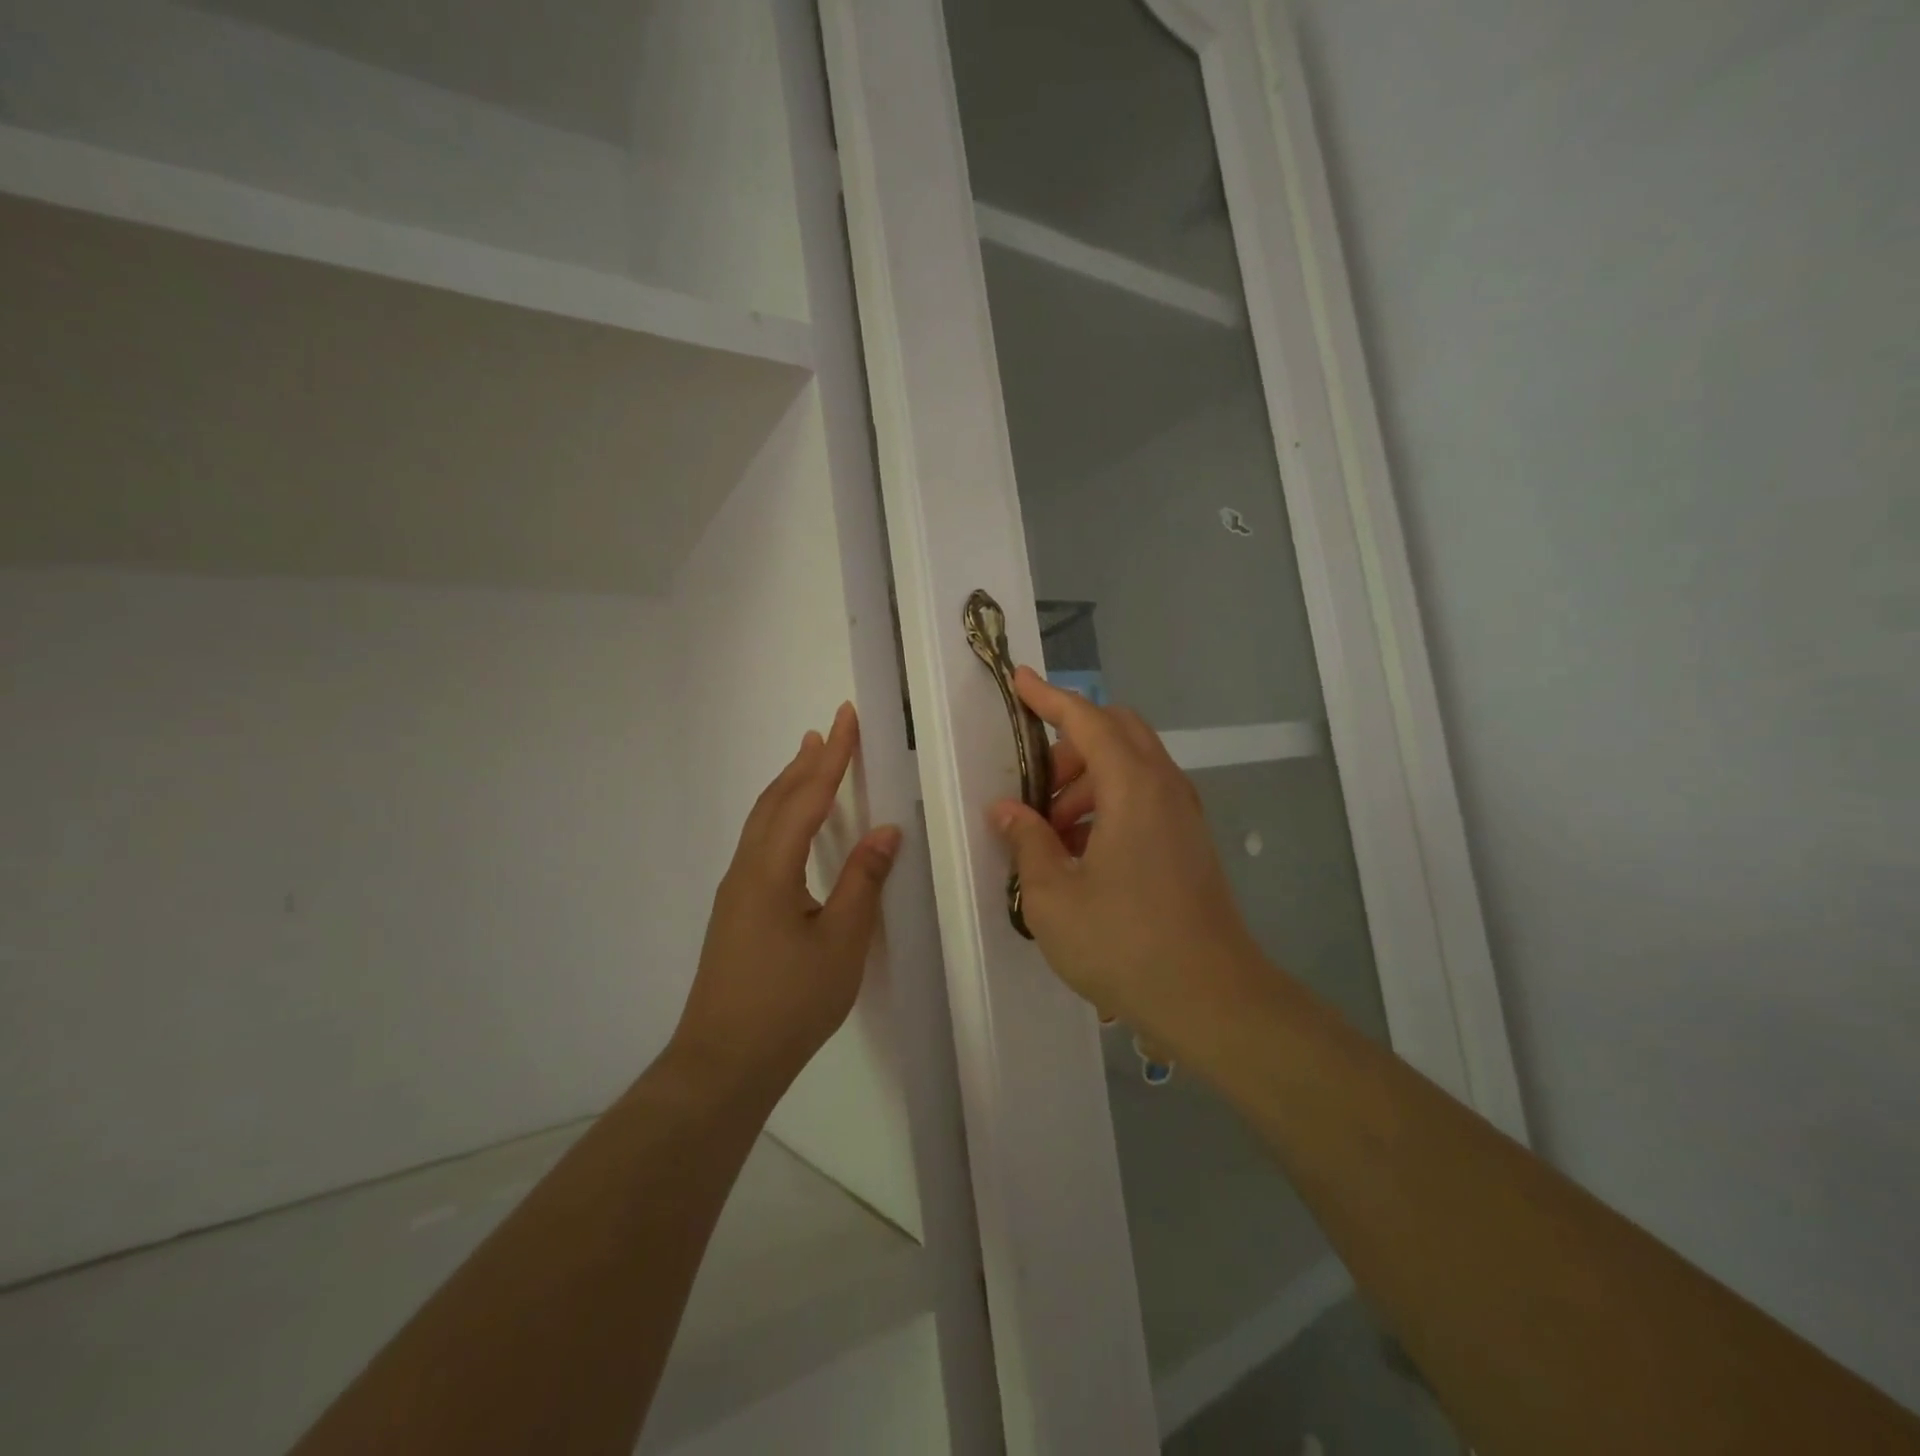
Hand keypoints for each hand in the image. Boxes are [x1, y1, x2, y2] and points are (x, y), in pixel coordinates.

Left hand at [672, 703, 901, 1097]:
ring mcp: (736, 891)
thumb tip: (886, 830)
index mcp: (772, 869)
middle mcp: (747, 869)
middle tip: (828, 730)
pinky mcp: (735, 912)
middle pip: (776, 801)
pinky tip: (791, 829)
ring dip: (788, 787)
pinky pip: (759, 844)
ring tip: (808, 762)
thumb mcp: (841, 942)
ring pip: (763, 822)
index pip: (807, 798)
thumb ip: (863, 881)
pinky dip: (780, 816)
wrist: (724, 1062)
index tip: (846, 719)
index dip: (832, 757)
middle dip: (805, 763)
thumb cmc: (790, 1002)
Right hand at [990, 669, 1270, 1061]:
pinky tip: (1083, 854)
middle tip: (1035, 788)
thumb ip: (1028, 842)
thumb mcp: (1053, 896)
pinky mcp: (1189, 843)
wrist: (1211, 999)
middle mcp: (1165, 788)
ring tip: (1052, 833)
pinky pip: (1145, 799)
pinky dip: (1109, 805)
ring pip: (1131, 767)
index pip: (1087, 720)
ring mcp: (1184, 816)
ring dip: (1087, 781)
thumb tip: (1007, 811)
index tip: (1019, 680)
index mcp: (1133, 788)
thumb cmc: (1124, 944)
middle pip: (1117, 733)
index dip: (1050, 697)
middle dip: (1069, 745)